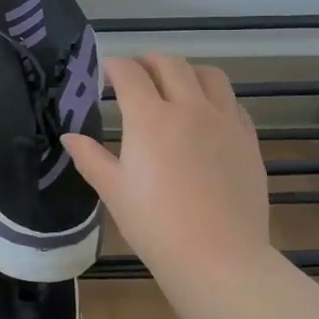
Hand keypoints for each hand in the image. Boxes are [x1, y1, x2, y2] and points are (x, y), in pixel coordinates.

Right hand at [63, 54, 274, 287]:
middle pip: (170, 64)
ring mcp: (224, 121)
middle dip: (148, 61)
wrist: (218, 257)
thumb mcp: (113, 191)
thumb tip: (69, 137)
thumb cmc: (155, 225)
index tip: (105, 71)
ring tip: (176, 85)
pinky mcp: (248, 139)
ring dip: (187, 71)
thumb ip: (90, 157)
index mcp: (150, 118)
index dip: (114, 66)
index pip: (129, 73)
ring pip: (209, 74)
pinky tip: (207, 117)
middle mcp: (189, 108)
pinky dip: (215, 98)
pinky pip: (233, 103)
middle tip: (136, 73)